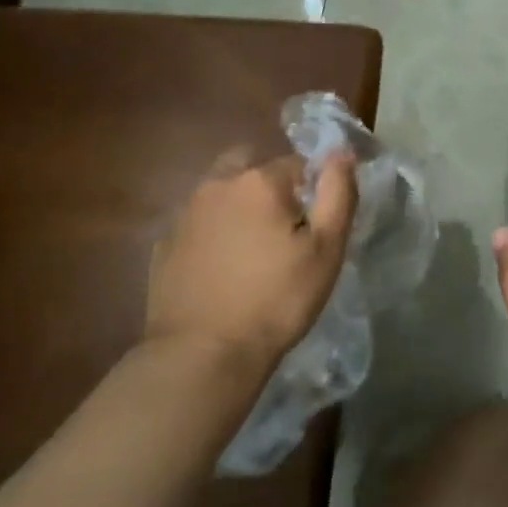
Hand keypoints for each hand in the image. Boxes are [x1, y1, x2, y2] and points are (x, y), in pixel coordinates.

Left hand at [145, 149, 356, 374]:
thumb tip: (342, 151)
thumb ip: (338, 193)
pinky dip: (212, 233)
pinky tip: (222, 268)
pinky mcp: (165, 245)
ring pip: (220, 192)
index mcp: (260, 181)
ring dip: (238, 206)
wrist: (202, 355)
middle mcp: (218, 185)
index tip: (316, 226)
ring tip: (253, 249)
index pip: (297, 163)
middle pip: (250, 165)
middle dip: (269, 184)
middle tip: (283, 227)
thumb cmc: (276, 300)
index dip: (312, 190)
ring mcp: (185, 214)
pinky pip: (197, 224)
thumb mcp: (326, 250)